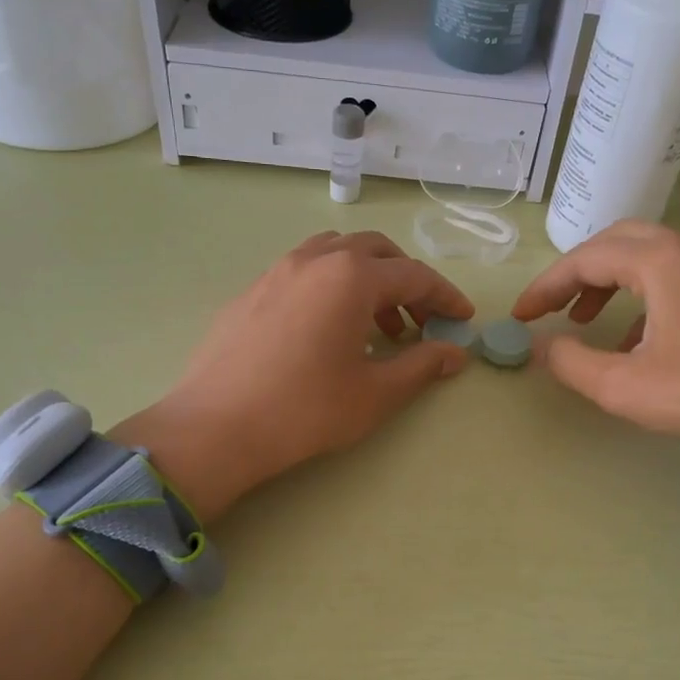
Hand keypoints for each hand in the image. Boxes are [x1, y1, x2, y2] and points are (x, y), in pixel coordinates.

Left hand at [115, 231, 473, 519]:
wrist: (216, 427)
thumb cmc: (306, 410)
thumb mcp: (375, 392)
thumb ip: (421, 365)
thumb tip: (454, 353)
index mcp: (351, 276)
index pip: (414, 275)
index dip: (445, 297)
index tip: (463, 320)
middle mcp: (315, 260)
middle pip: (376, 251)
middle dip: (407, 281)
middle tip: (421, 321)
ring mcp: (277, 271)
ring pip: (336, 254)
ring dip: (367, 280)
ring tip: (377, 327)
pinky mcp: (251, 291)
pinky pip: (304, 272)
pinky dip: (331, 287)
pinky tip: (328, 331)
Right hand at [512, 222, 679, 495]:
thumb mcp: (624, 387)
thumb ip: (571, 362)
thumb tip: (541, 345)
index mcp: (663, 261)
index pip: (586, 259)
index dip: (545, 286)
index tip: (520, 317)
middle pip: (617, 243)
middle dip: (577, 273)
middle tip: (551, 308)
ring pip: (648, 256)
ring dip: (609, 282)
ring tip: (585, 321)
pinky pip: (675, 276)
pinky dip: (642, 296)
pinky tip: (636, 340)